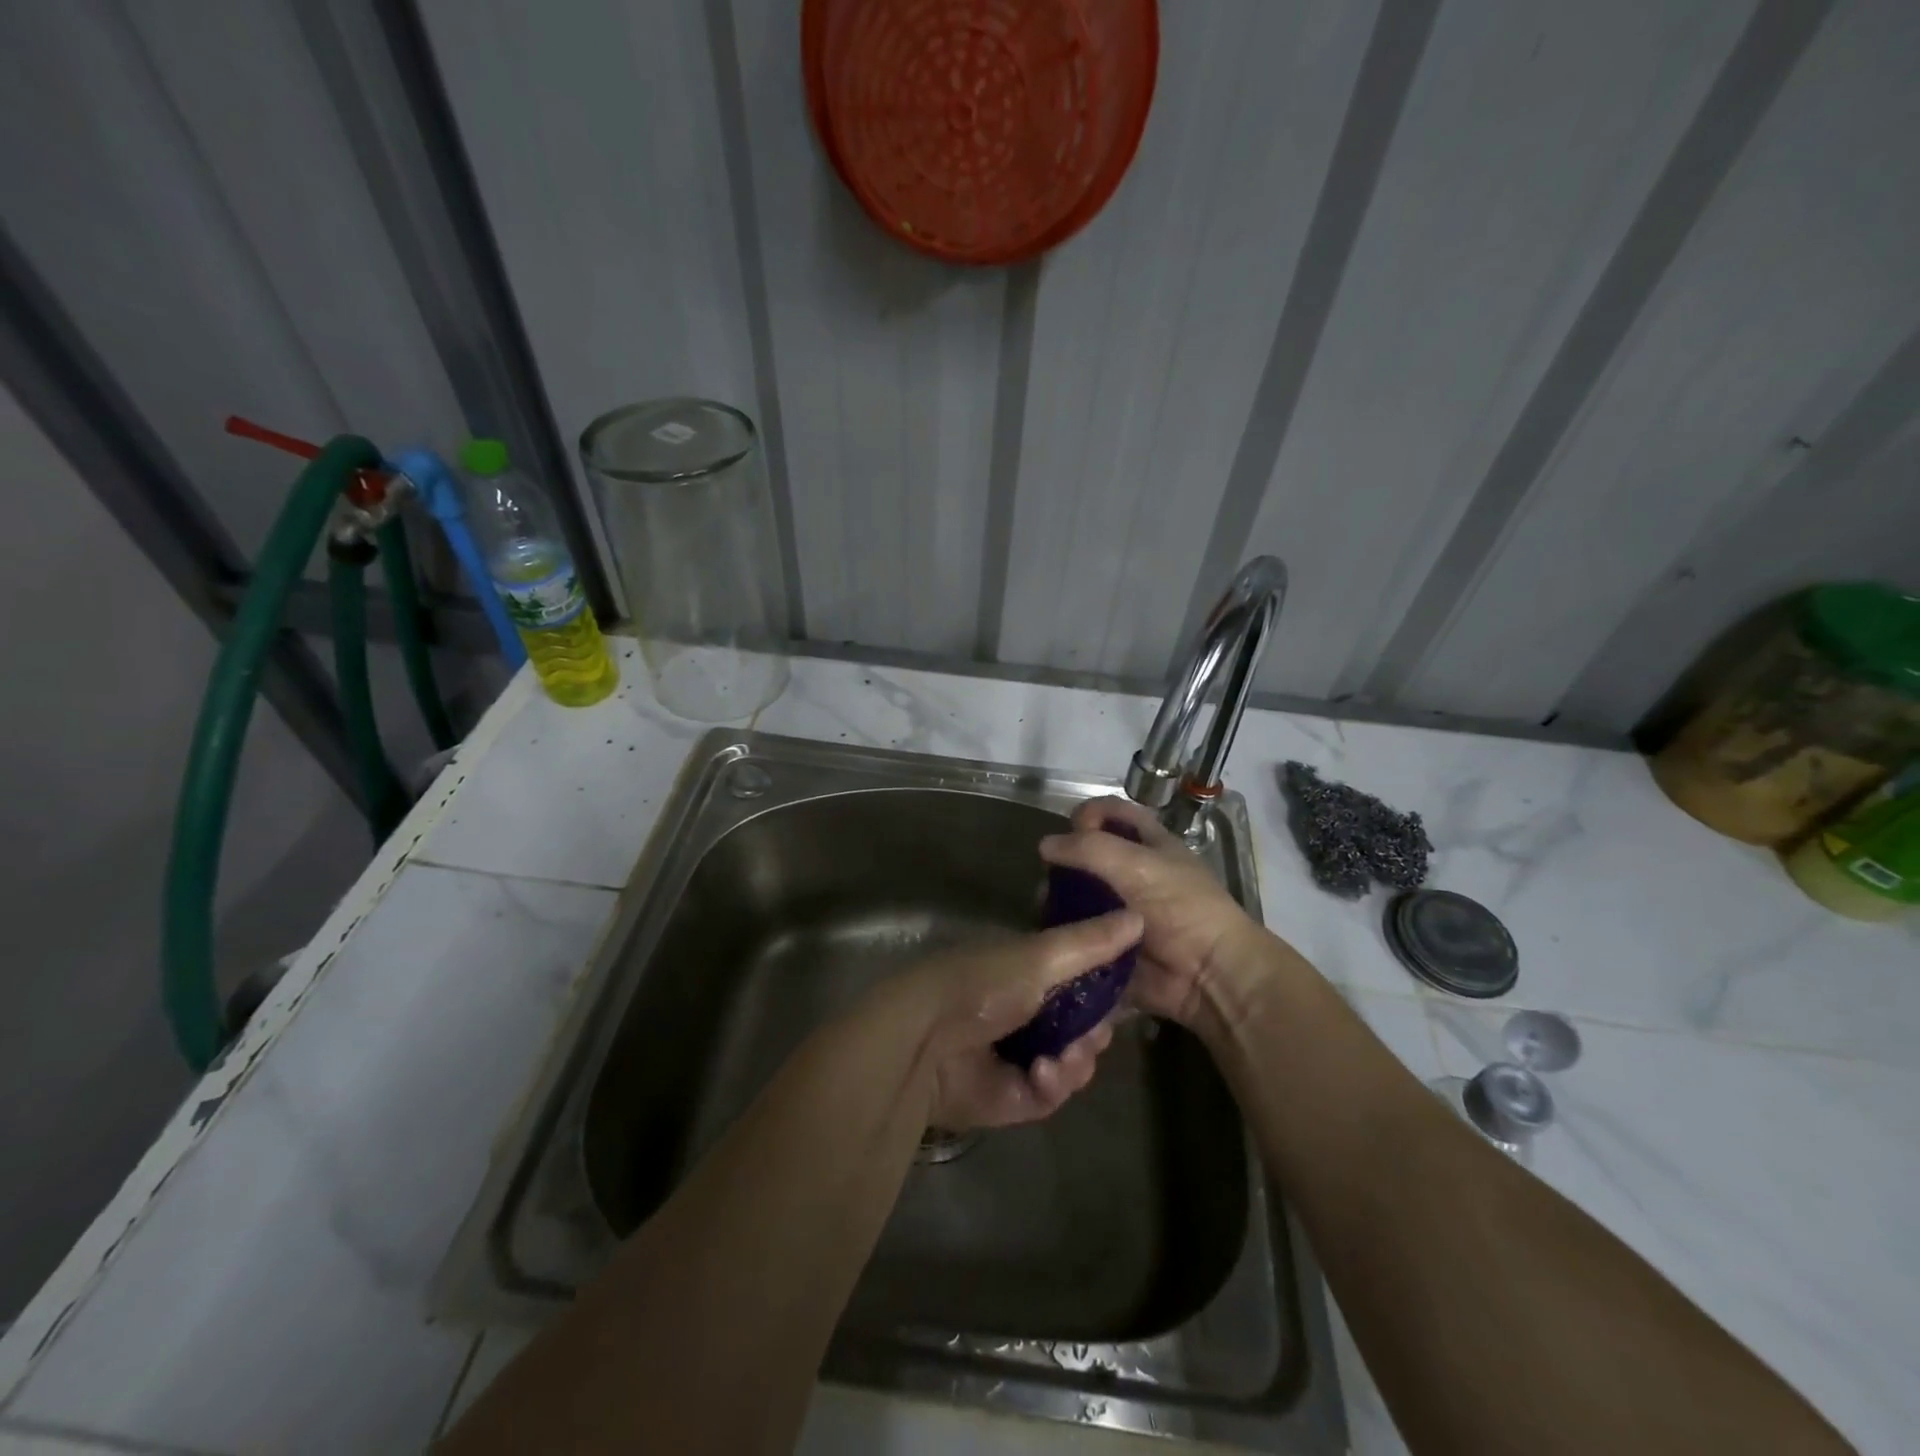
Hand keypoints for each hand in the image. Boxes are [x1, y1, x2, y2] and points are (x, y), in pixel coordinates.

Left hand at [869, 910, 1141, 1131]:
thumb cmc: (982, 983)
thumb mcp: (1040, 956)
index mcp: (1027, 974)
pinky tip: (1042, 1074)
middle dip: (1095, 1031)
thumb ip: (1090, 943)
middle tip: (1093, 1033)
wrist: (925, 1040)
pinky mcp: (1012, 1097)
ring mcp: (1019, 1056)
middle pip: (1082, 1026)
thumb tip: (1139, 916)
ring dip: (1078, 1060)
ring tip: (1065, 1057)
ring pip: (1073, 1063)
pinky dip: (1053, 1083)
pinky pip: (1051, 1094)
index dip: (1104, 990)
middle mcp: (1026, 1013)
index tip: (1121, 992)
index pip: (1080, 982)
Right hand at [1039, 798, 1273, 1032]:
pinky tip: (1051, 934)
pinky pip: (1077, 932)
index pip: (1111, 812)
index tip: (1072, 831)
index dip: (1088, 814)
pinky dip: (1063, 932)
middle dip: (1063, 863)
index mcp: (1148, 844)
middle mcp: (1131, 872)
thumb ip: (1089, 848)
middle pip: (1085, 855)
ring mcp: (1118, 909)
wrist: (1208, 976)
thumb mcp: (1138, 866)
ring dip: (1057, 900)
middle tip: (1051, 878)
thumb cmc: (1181, 908)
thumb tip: (1044, 845)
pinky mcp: (1108, 942)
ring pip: (1075, 895)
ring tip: (1046, 911)